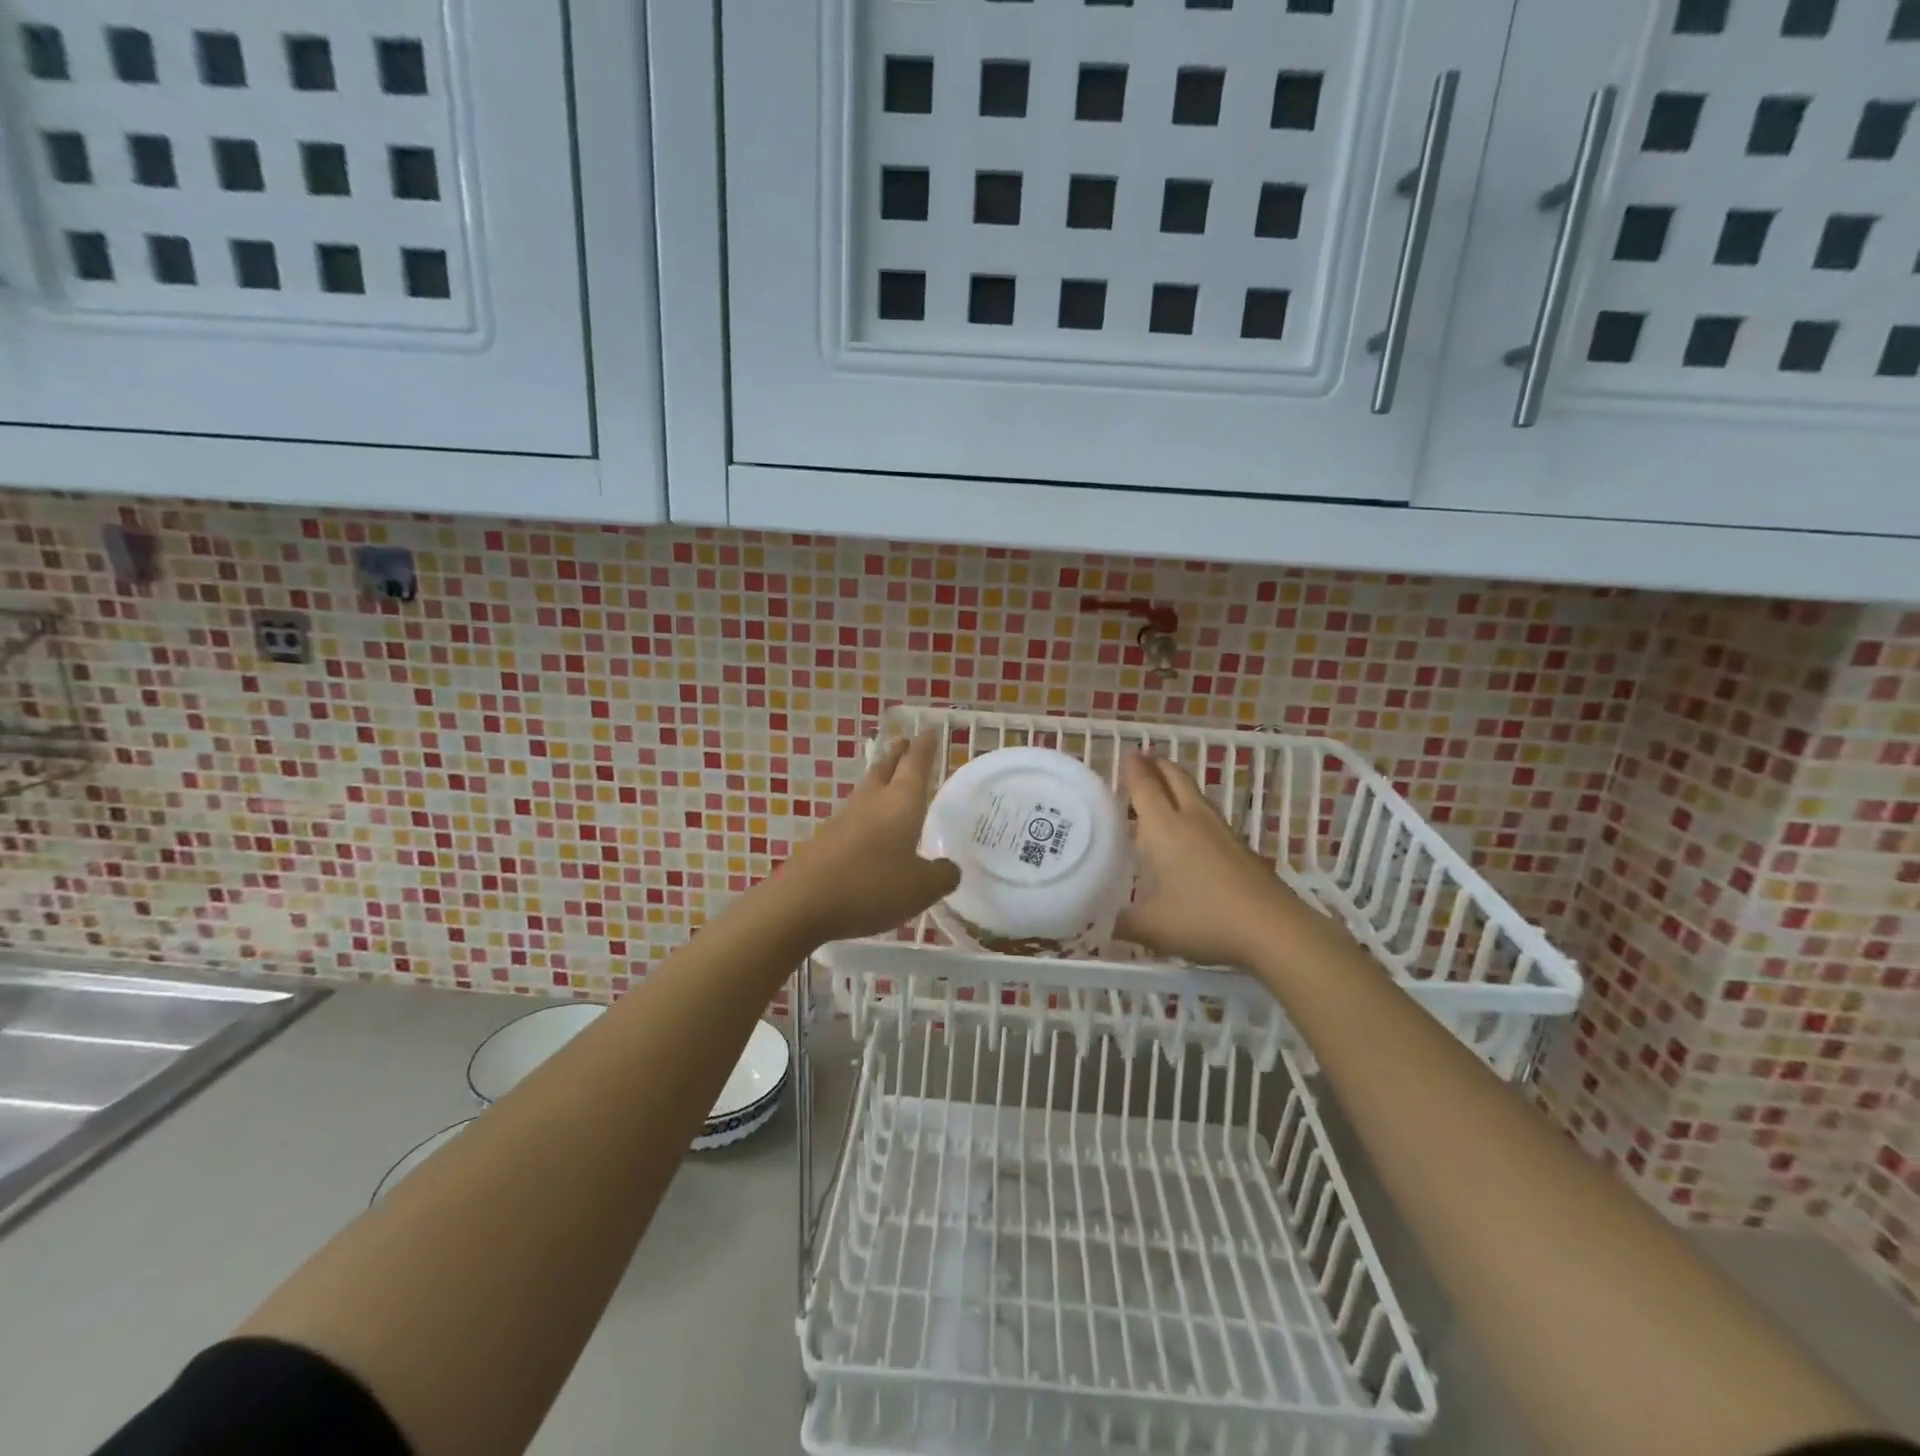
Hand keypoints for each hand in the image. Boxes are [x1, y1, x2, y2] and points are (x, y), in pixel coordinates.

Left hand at [770, 731, 959, 944]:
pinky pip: (853, 817)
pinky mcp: (825, 839)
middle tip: (907, 744)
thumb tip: (948, 868)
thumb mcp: (921, 888)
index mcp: (900, 802)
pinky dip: (867, 814)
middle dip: (898, 754)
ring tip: (891, 783)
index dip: (925, 747)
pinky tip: (870, 831)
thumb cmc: (872, 887)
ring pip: (867, 790)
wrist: (804, 903)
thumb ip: (942, 876)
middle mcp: (872, 801)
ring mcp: (844, 818)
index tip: (929, 730)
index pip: (916, 764)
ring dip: (880, 781)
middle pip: (886, 768)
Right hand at [1117, 751, 1309, 970]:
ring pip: (1196, 795)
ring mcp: (1222, 832)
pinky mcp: (1241, 848)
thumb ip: (1121, 922)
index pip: (1145, 787)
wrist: (1274, 929)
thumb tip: (1097, 923)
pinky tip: (1191, 830)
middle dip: (1158, 766)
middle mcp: (1192, 819)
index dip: (1133, 769)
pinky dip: (1193, 810)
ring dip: (1178, 784)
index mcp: (1164, 828)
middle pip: (1175, 779)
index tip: (1126, 754)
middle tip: (1143, 760)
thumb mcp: (1151, 927)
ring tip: (1164, 788)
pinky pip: (1210, 816)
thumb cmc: (1204, 919)